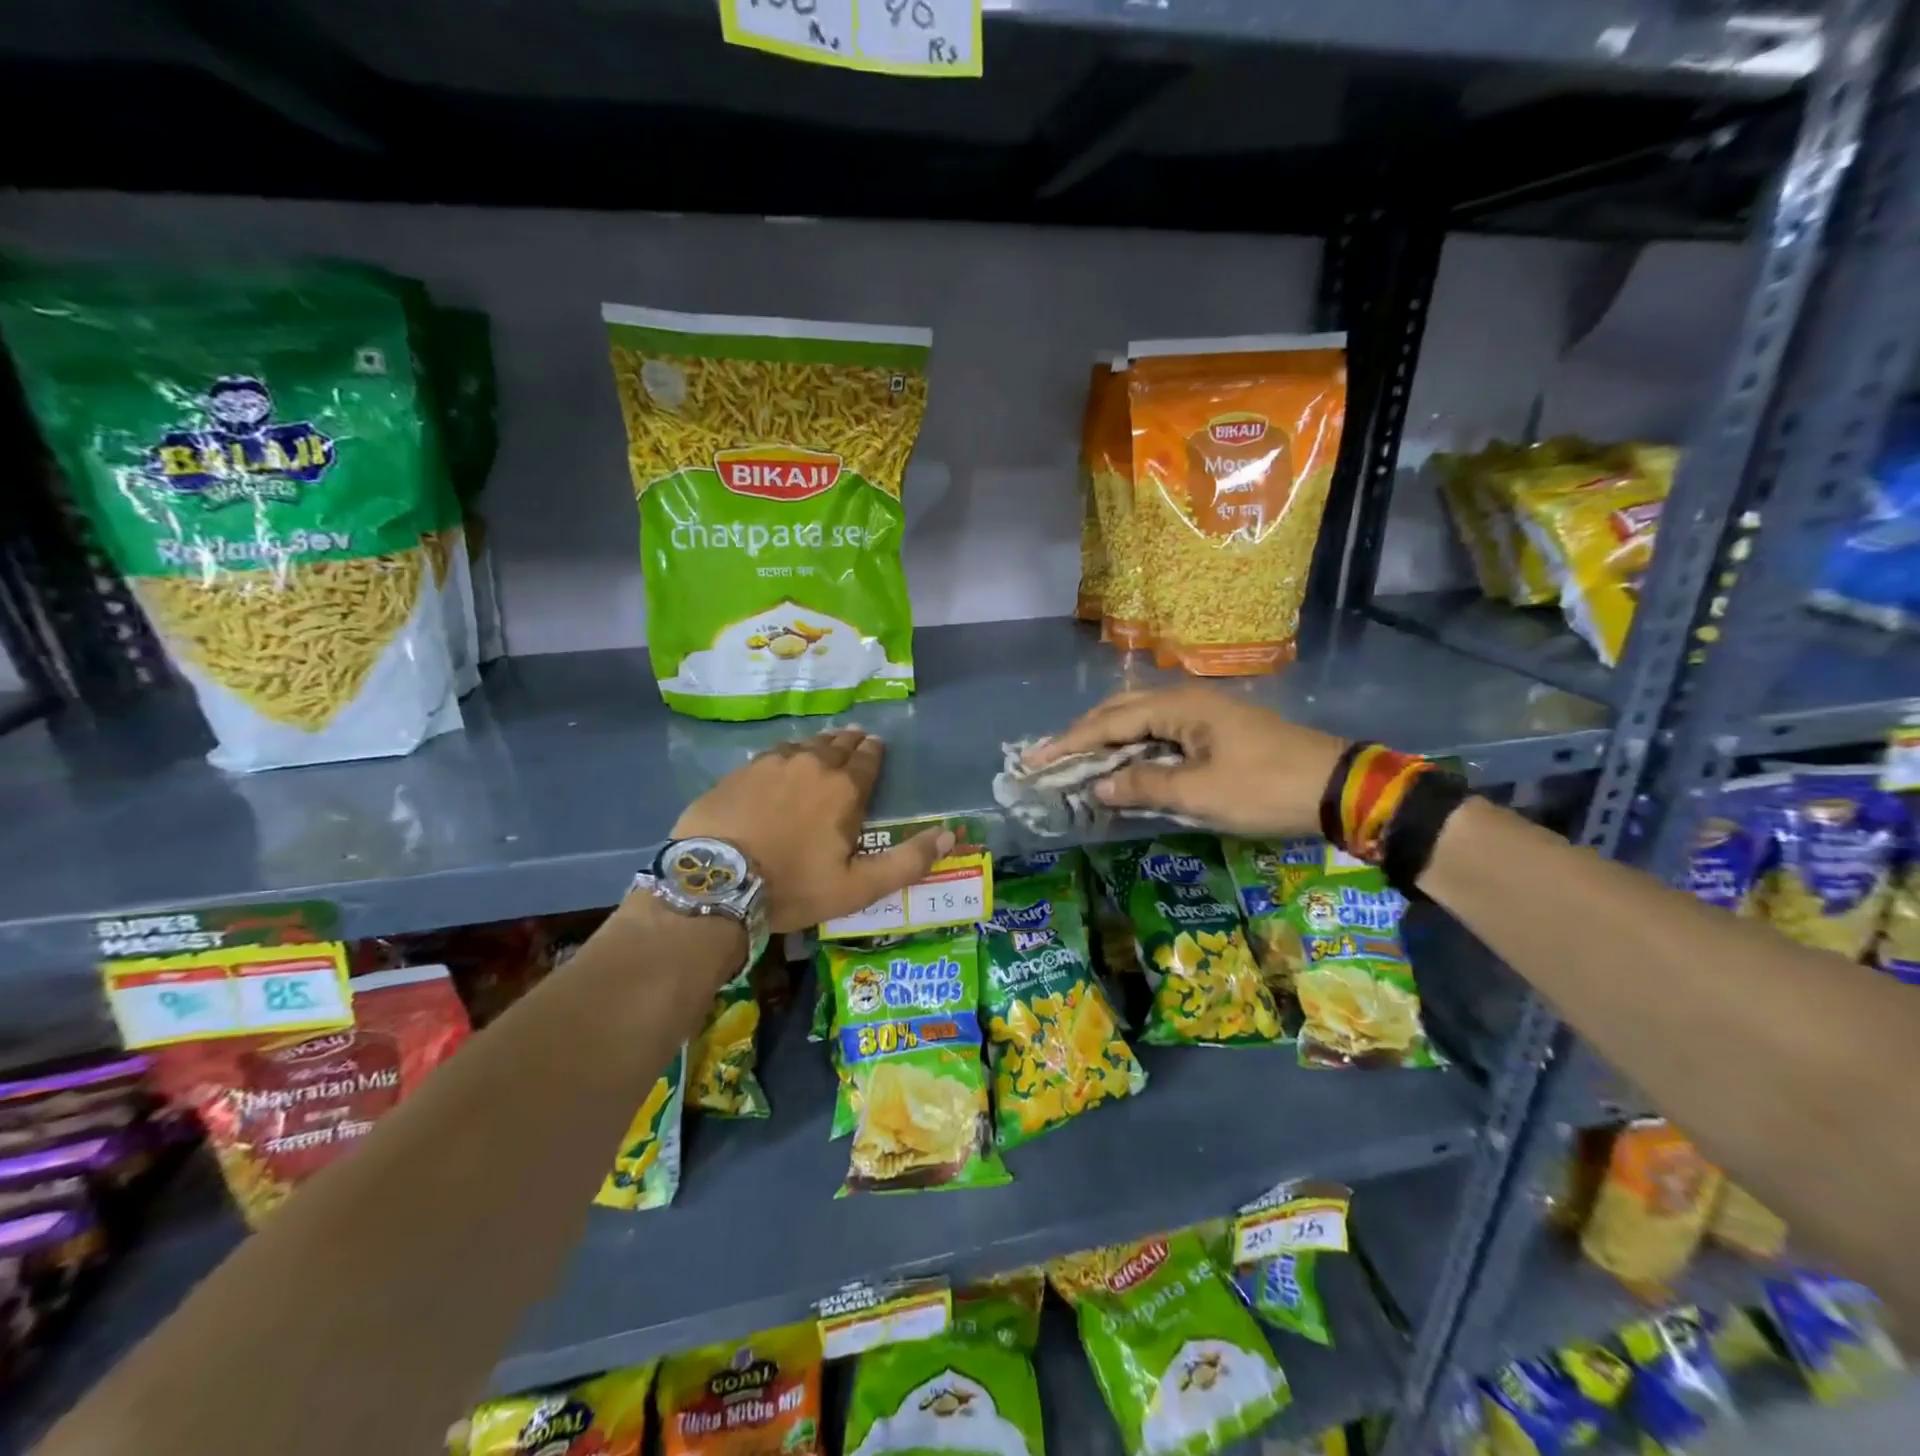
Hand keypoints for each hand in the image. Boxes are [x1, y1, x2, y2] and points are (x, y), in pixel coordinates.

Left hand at [671, 728, 952, 932]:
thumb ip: (908, 862)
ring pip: (804, 744)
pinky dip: (785, 755)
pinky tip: (781, 762)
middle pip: (837, 744)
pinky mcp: (739, 772)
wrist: (716, 884)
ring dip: (818, 745)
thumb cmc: (793, 886)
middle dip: (850, 742)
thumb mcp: (858, 887)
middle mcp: (811, 764)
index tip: (876, 747)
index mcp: (844, 788)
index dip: (875, 752)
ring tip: (822, 747)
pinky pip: (772, 754)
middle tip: (855, 741)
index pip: (868, 758)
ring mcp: (771, 763)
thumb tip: (950, 835)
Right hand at [1026, 686, 1346, 836]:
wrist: (1337, 787)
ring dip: (1107, 741)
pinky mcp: (1216, 730)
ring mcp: (1203, 713)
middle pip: (1120, 712)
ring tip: (1077, 761)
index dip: (1069, 743)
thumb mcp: (1201, 793)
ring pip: (1140, 721)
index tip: (1034, 760)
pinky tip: (1125, 765)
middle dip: (1082, 736)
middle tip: (1050, 759)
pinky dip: (1134, 748)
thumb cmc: (1265, 788)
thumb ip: (1144, 786)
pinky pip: (1160, 732)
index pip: (1108, 722)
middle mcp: (1185, 700)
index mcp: (1178, 706)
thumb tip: (1098, 786)